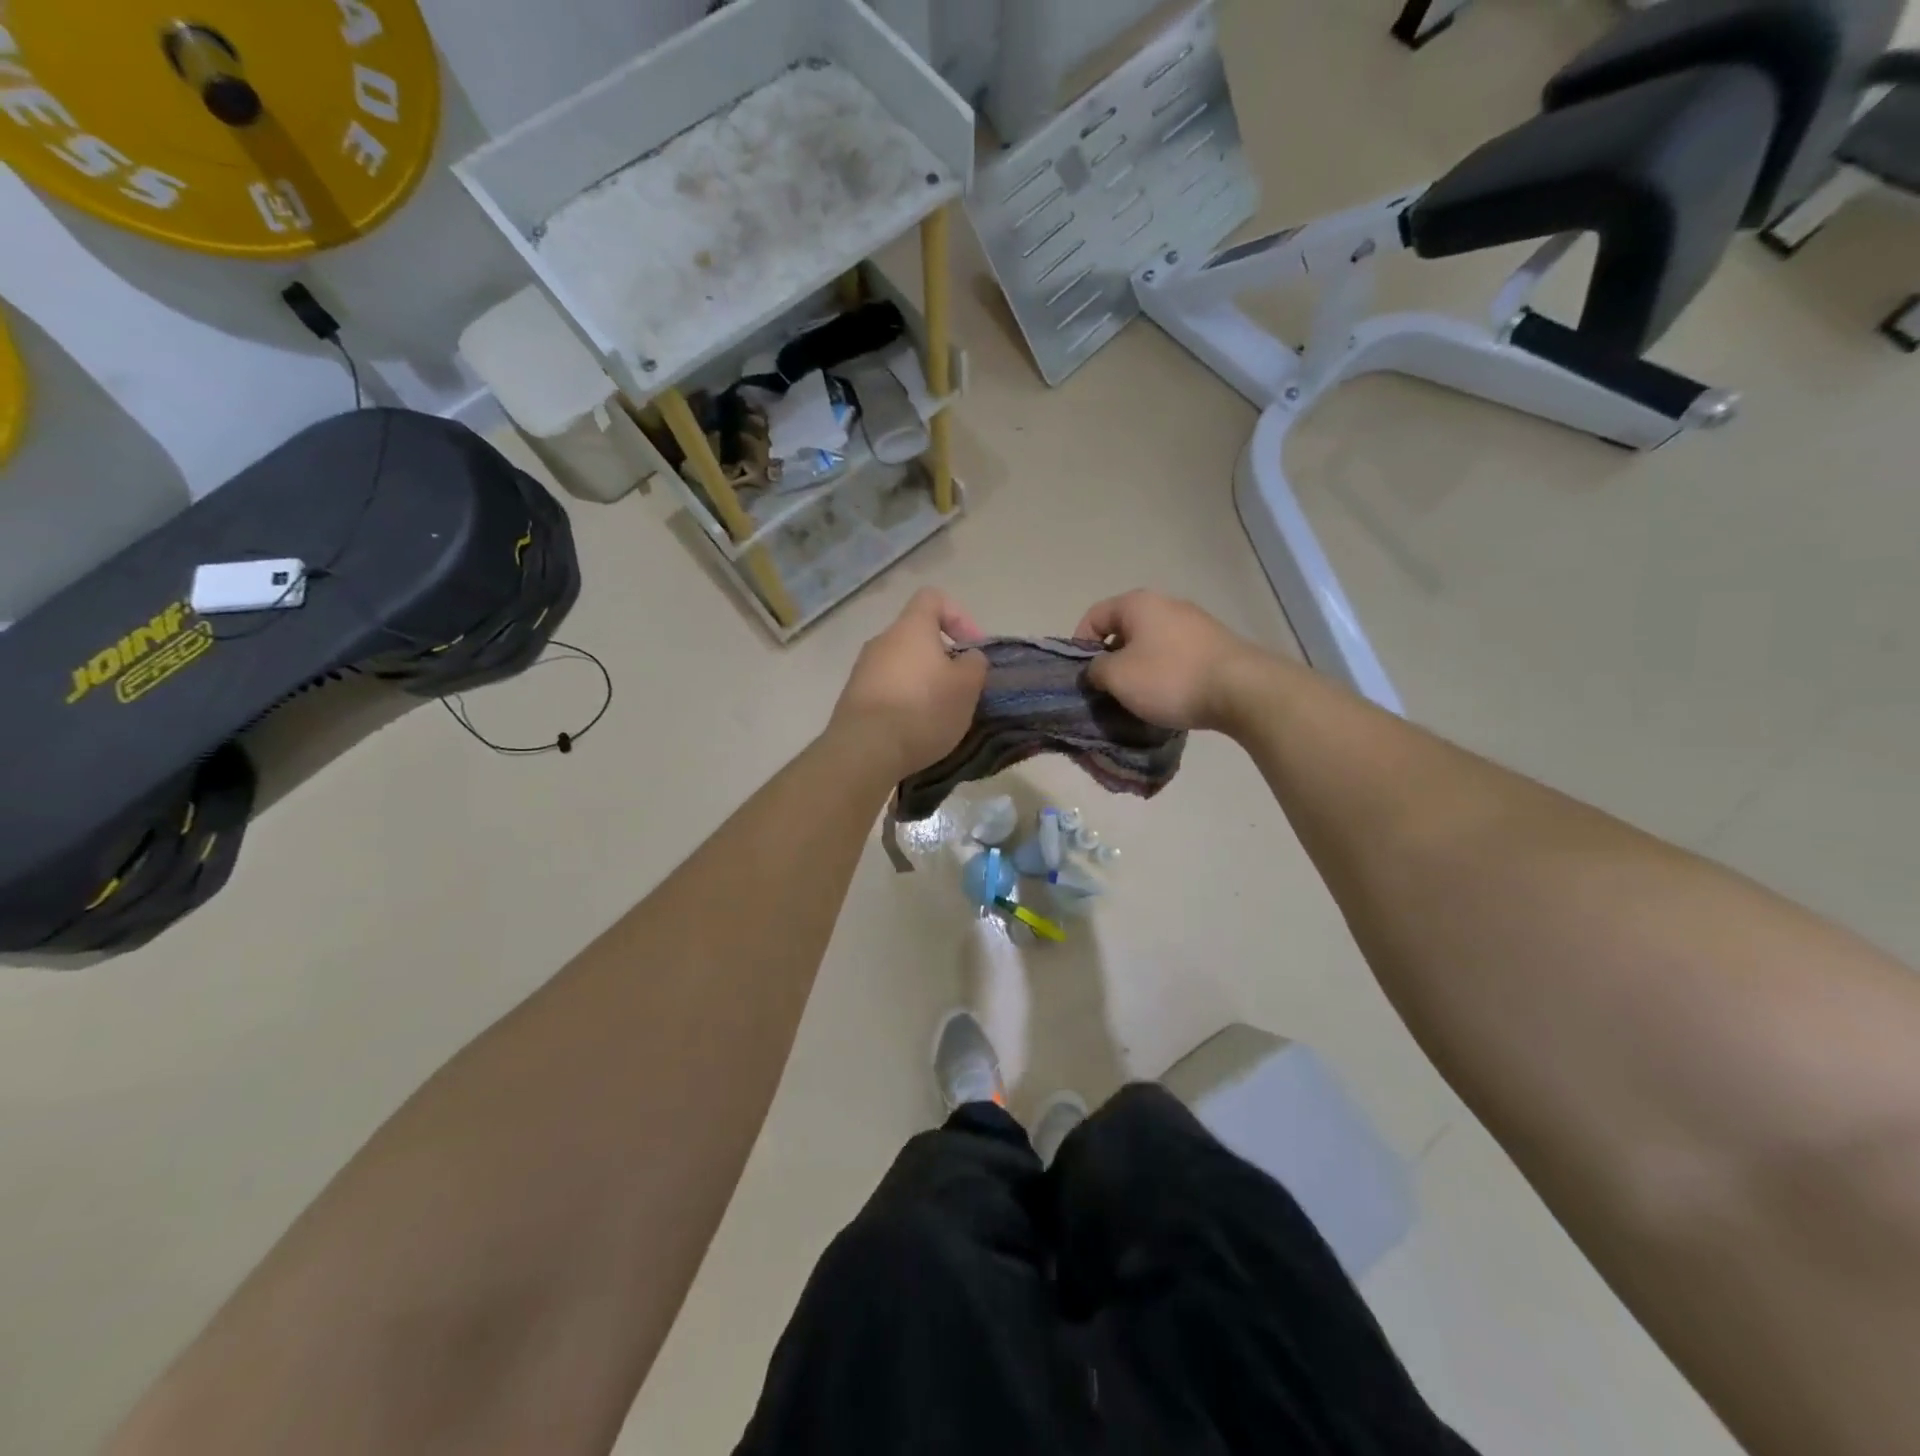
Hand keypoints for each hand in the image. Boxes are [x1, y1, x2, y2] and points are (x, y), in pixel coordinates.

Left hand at [830, 589, 987, 779]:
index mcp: (911, 627)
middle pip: (917, 637)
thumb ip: (974, 663)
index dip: (959, 616)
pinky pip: (886, 690)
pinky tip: (914, 730)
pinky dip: (903, 703)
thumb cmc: (923, 709)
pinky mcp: (853, 699)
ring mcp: (862, 670)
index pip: (933, 598)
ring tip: (939, 714)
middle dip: (942, 658)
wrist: (865, 749)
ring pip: (901, 666)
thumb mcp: (967, 686)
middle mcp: (882, 641)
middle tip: (960, 688)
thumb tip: (967, 657)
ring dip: (923, 683)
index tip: (972, 648)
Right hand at [1075, 590, 1264, 731]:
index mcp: (1138, 604)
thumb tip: (1096, 669)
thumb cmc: (1169, 678)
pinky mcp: (1214, 646)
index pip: (1094, 616)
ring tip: (1137, 699)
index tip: (1081, 676)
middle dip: (1111, 660)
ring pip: (1150, 646)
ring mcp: (1194, 624)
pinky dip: (1164, 675)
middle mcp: (1166, 605)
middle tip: (1106, 690)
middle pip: (1124, 630)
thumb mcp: (1118, 677)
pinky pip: (1175, 657)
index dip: (1079, 645)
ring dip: (1138, 670)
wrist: (1241, 690)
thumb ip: (1095, 670)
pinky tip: (1168, 698)